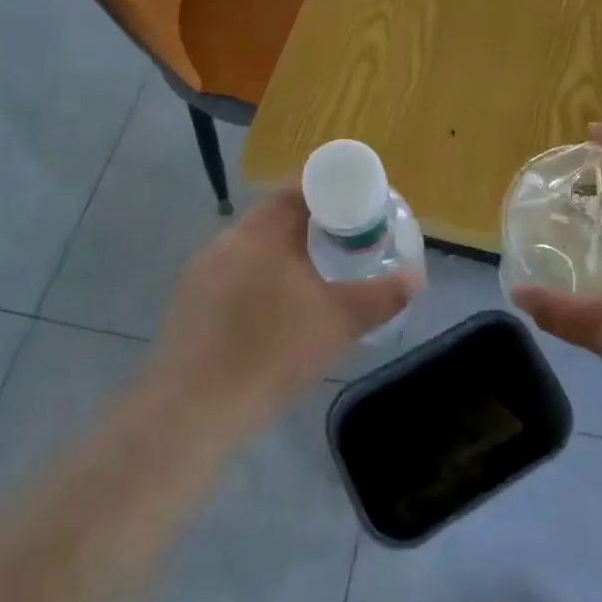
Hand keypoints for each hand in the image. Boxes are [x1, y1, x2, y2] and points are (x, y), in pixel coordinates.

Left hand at [146, 190, 417, 438]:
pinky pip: (231, 278)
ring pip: (251, 250)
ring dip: (283, 256)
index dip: (330, 190)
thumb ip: (381, 297)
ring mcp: (199, 274)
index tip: (357, 204)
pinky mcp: (186, 306)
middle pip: (274, 218)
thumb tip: (416, 278)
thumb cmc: (271, 352)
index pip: (296, 189)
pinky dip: (258, 282)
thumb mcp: (338, 322)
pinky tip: (272, 315)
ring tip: (313, 279)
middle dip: (311, 226)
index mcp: (260, 232)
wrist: (191, 412)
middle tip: (344, 243)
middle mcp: (225, 242)